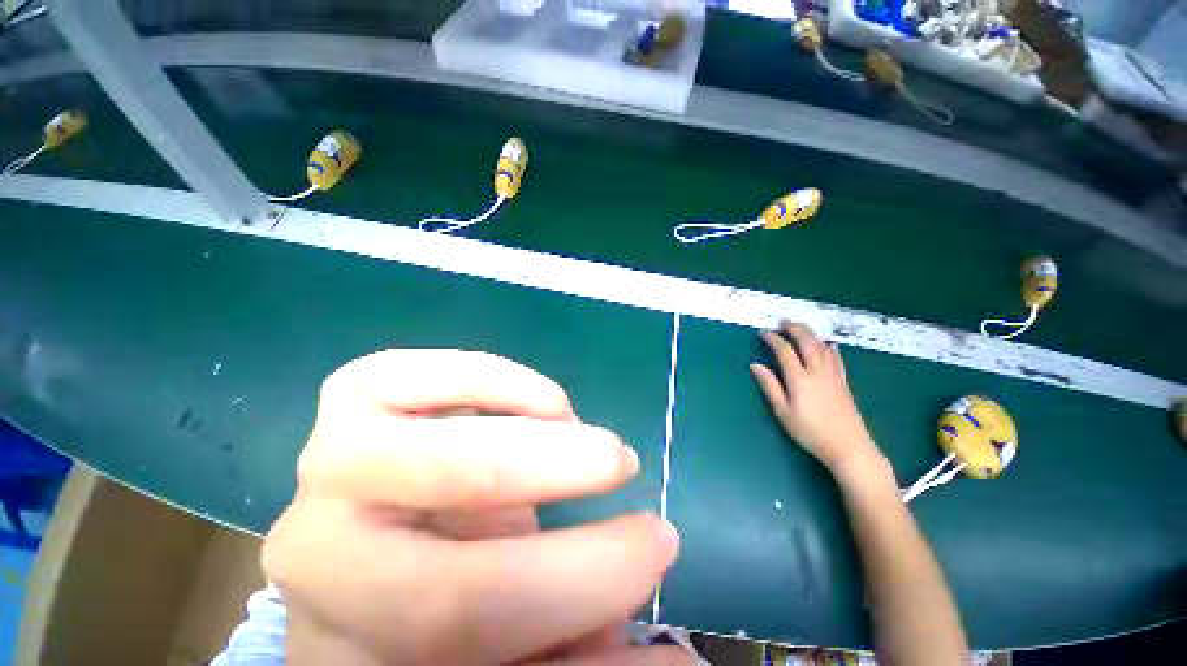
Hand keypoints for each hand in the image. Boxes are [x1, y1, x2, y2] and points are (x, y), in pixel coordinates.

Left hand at [263, 349, 687, 665]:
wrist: (375, 541)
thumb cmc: (437, 608)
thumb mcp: (514, 644)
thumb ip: (583, 655)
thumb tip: (683, 664)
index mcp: (364, 654)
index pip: (476, 630)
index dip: (586, 586)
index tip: (659, 541)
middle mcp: (322, 573)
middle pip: (439, 577)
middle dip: (555, 518)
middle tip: (624, 463)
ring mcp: (326, 472)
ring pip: (407, 454)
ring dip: (523, 438)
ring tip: (577, 429)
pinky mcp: (347, 405)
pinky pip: (394, 375)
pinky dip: (482, 378)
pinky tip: (536, 396)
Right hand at [750, 321, 885, 478]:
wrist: (849, 446)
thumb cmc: (810, 431)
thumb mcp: (783, 411)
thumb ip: (769, 386)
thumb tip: (755, 365)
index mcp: (799, 378)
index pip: (784, 350)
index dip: (772, 339)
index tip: (763, 333)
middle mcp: (817, 371)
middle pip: (806, 341)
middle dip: (794, 328)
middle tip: (782, 322)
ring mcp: (833, 375)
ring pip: (822, 346)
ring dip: (810, 334)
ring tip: (799, 328)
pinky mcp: (843, 382)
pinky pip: (837, 358)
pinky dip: (830, 348)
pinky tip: (828, 344)